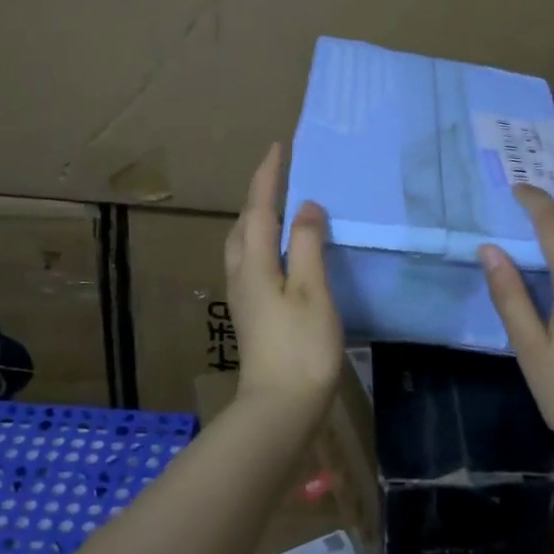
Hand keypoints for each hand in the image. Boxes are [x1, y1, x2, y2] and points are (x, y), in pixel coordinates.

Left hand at [225, 142, 344, 416]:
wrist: (280, 406)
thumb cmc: (301, 347)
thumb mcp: (312, 291)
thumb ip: (308, 245)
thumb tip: (306, 206)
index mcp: (255, 264)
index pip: (259, 208)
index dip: (268, 176)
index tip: (278, 146)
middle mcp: (241, 274)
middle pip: (244, 224)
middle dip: (258, 195)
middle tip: (279, 174)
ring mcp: (242, 296)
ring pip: (242, 244)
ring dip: (256, 218)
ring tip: (278, 207)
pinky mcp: (250, 313)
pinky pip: (250, 261)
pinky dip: (262, 242)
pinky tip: (278, 252)